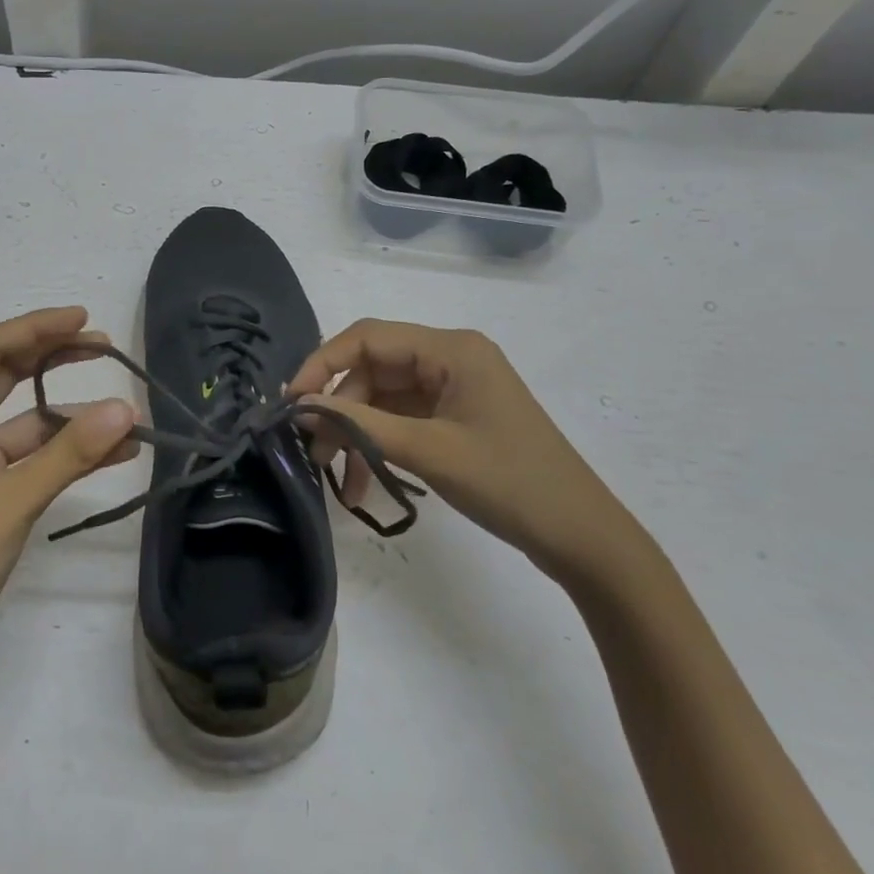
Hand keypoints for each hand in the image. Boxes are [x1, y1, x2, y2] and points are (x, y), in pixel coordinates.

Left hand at [0, 308, 135, 662]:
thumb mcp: (14, 499)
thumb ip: (70, 453)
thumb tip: (126, 408)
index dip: (36, 327)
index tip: (84, 320)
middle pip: (8, 377)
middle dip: (55, 358)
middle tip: (106, 348)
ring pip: (28, 422)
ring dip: (72, 414)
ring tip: (125, 410)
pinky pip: (35, 459)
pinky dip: (70, 453)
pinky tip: (114, 453)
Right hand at [288, 319, 642, 579]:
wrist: (582, 536)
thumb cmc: (509, 483)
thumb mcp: (428, 450)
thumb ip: (360, 424)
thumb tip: (301, 408)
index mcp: (451, 349)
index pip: (368, 338)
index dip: (322, 364)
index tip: (292, 403)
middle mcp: (450, 358)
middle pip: (373, 369)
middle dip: (339, 408)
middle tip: (312, 451)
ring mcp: (453, 388)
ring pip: (383, 398)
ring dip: (356, 434)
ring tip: (336, 478)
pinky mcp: (455, 417)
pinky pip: (402, 420)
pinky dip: (378, 445)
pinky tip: (364, 482)